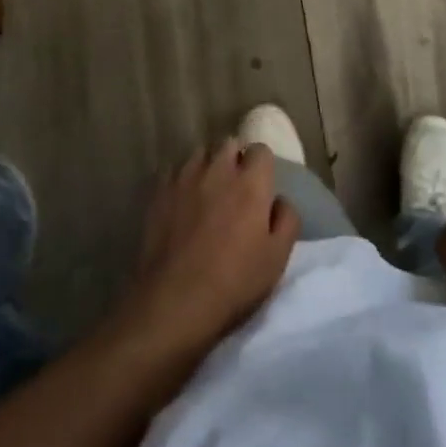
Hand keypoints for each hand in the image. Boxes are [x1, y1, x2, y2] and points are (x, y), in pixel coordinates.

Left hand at [119, 139, 299, 354]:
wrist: (174, 302)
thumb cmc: (234, 282)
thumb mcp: (278, 257)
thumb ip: (287, 219)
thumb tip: (279, 200)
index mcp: (250, 183)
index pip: (260, 150)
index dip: (262, 166)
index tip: (260, 186)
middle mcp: (218, 170)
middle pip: (228, 144)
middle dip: (234, 158)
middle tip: (235, 186)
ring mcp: (184, 179)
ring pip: (199, 154)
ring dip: (208, 165)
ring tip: (207, 190)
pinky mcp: (158, 193)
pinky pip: (173, 171)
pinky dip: (181, 178)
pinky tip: (181, 200)